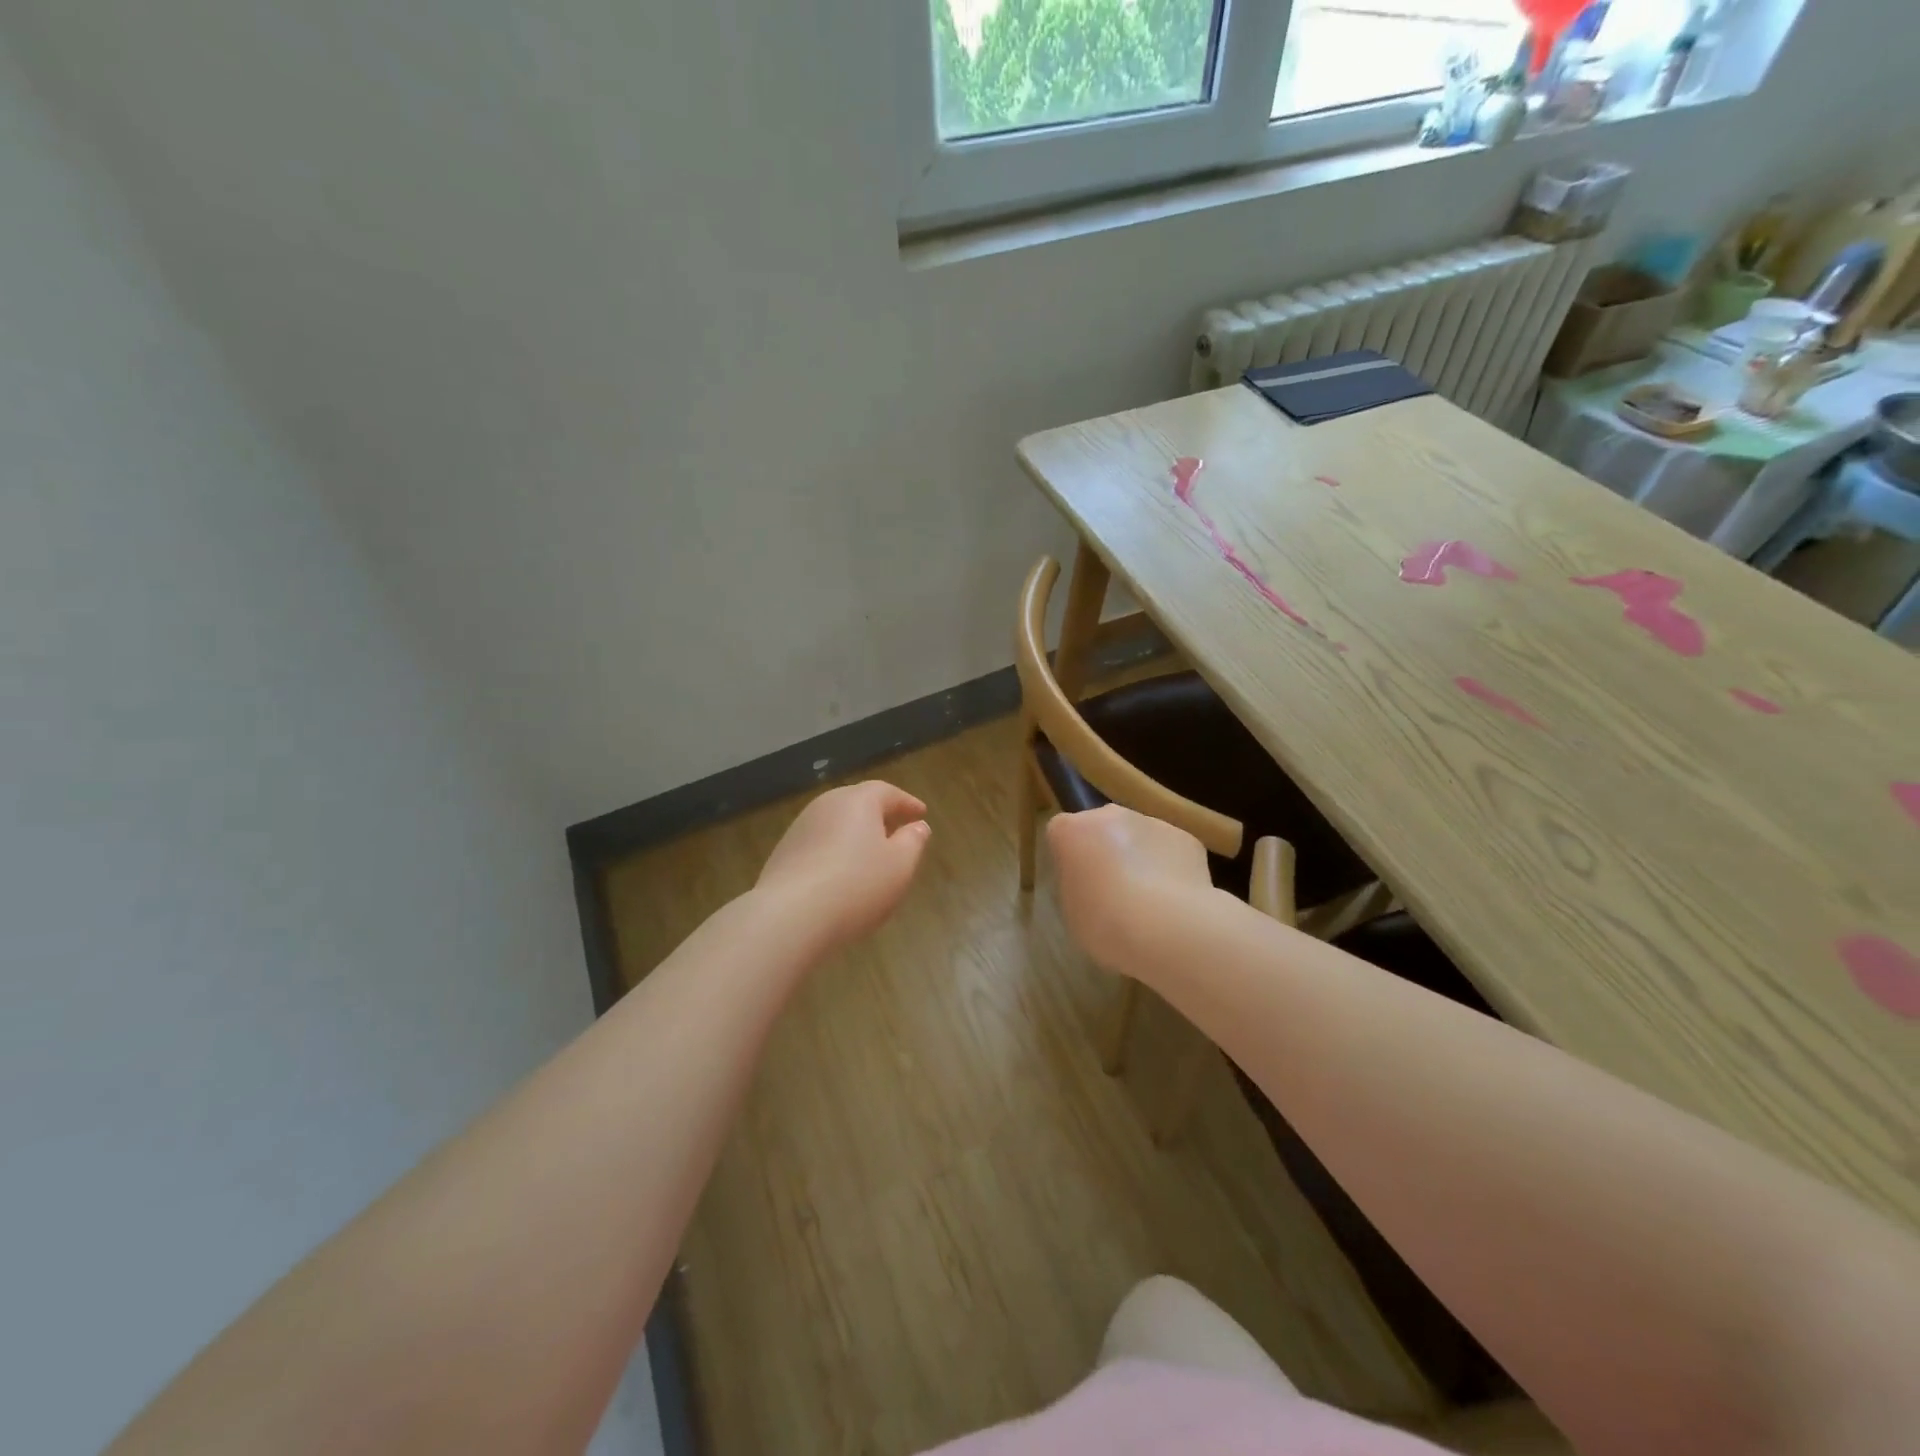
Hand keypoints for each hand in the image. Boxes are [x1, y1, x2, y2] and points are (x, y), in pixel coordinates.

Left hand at [754, 780, 931, 953]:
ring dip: (854, 834)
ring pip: (835, 823)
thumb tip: (918, 826)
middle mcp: (826, 805)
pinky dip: (834, 852)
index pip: (887, 791)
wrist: (789, 916)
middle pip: (857, 803)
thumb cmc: (856, 885)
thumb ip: (913, 842)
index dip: (907, 802)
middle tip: (896, 830)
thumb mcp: (900, 866)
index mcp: (858, 800)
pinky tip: (840, 875)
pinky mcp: (783, 853)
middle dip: (879, 815)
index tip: (921, 813)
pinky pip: (818, 844)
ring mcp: (800, 828)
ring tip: (869, 856)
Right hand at [1046, 805, 1214, 971]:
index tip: (1078, 883)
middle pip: (1102, 827)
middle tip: (1112, 890)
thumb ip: (1079, 883)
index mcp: (1072, 830)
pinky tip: (1176, 900)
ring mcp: (1151, 822)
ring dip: (1140, 857)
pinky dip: (1170, 868)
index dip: (1070, 857)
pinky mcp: (1185, 837)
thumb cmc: (1104, 923)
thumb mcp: (1072, 908)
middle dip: (1106, 850)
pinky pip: (1170, 850)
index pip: (1061, 832)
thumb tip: (1094, 881)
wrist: (1166, 928)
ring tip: (1149, 900)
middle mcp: (1110, 815)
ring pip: (1139, 836)